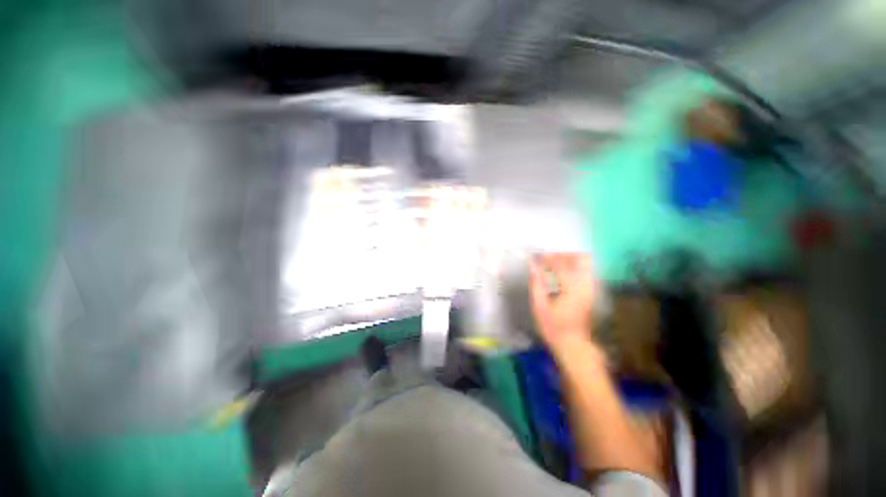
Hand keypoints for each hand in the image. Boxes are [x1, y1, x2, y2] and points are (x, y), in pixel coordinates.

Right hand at [529, 253, 597, 355]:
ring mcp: (590, 288)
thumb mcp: (539, 306)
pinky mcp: (591, 292)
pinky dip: (574, 266)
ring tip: (554, 264)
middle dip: (563, 255)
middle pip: (581, 258)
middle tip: (548, 259)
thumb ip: (537, 283)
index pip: (561, 265)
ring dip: (569, 259)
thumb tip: (532, 265)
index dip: (547, 258)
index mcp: (572, 289)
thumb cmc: (553, 327)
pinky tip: (561, 273)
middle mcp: (585, 285)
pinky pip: (585, 271)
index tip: (536, 257)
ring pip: (585, 263)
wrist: (574, 344)